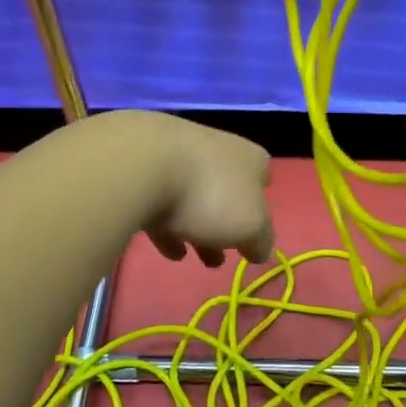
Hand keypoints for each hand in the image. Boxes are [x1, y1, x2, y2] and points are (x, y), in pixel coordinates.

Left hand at [116, 114, 274, 267]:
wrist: (142, 166)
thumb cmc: (209, 194)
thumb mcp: (250, 226)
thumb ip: (260, 240)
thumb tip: (259, 248)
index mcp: (248, 157)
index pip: (263, 174)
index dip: (261, 201)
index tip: (254, 227)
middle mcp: (216, 148)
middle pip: (225, 189)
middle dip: (224, 224)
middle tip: (222, 257)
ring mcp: (177, 154)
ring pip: (192, 196)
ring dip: (195, 226)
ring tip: (192, 258)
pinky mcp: (143, 167)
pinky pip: (160, 200)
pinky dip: (166, 224)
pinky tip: (167, 249)